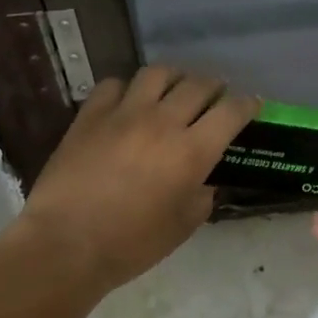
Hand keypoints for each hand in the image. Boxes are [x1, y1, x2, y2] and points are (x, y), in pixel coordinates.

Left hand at [17, 65, 257, 293]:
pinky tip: (127, 102)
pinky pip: (114, 84)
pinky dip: (128, 89)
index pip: (231, 112)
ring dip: (174, 78)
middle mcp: (163, 121)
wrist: (66, 243)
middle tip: (215, 97)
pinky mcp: (90, 114)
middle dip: (214, 87)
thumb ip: (202, 196)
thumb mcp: (183, 226)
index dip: (247, 104)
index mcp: (192, 151)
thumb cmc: (131, 244)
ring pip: (158, 73)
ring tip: (174, 90)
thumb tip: (203, 179)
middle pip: (198, 85)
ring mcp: (123, 113)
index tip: (252, 104)